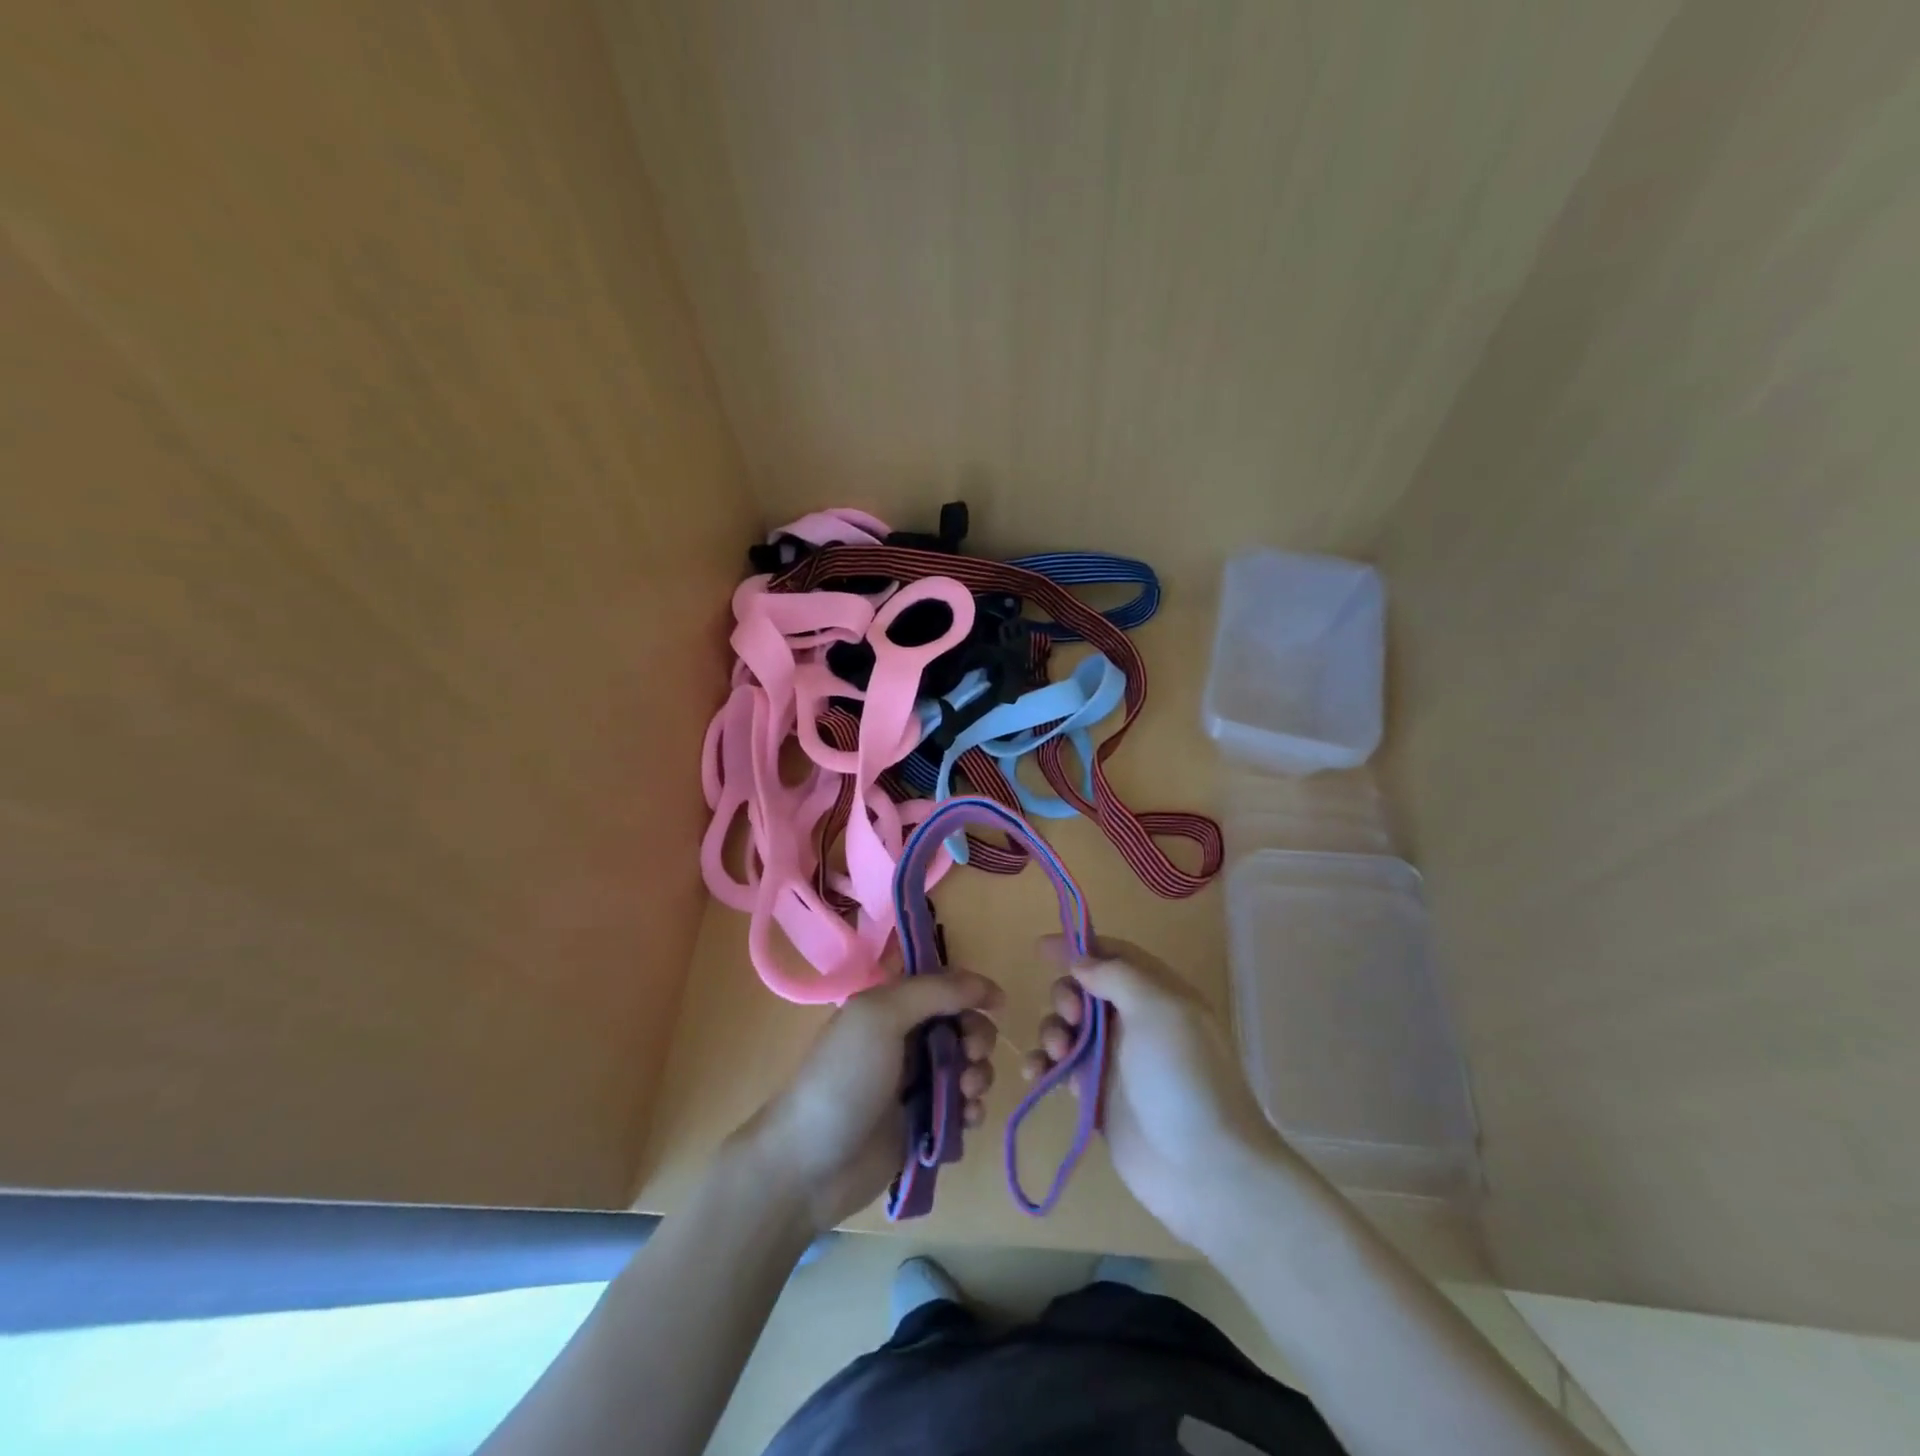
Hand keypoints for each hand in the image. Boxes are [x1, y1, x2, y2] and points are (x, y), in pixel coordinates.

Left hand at [735, 971, 1002, 1232]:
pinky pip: (963, 1108)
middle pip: (962, 1025)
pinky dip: (972, 1109)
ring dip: (978, 1074)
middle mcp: (905, 1039)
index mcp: (890, 1006)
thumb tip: (983, 984)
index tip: (997, 1003)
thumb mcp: (882, 1017)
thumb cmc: (844, 1079)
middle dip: (977, 1036)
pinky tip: (965, 1119)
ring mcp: (915, 1083)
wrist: (810, 1166)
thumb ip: (934, 992)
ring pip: (968, 1066)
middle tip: (972, 1054)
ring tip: (966, 1093)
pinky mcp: (925, 1124)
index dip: (972, 989)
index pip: (943, 985)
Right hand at [1023, 937, 1298, 1248]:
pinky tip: (1035, 1075)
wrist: (1205, 1171)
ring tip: (1057, 1054)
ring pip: (1070, 1029)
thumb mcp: (1159, 1010)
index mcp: (1159, 995)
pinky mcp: (1098, 1098)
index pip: (1115, 955)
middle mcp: (1137, 1023)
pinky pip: (1062, 1070)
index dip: (1079, 946)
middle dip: (1066, 995)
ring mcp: (1117, 1062)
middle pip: (1085, 991)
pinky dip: (1045, 1066)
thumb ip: (1117, 976)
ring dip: (1052, 1031)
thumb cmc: (1183, 1078)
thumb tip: (1081, 962)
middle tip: (1071, 1018)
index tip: (1040, 948)